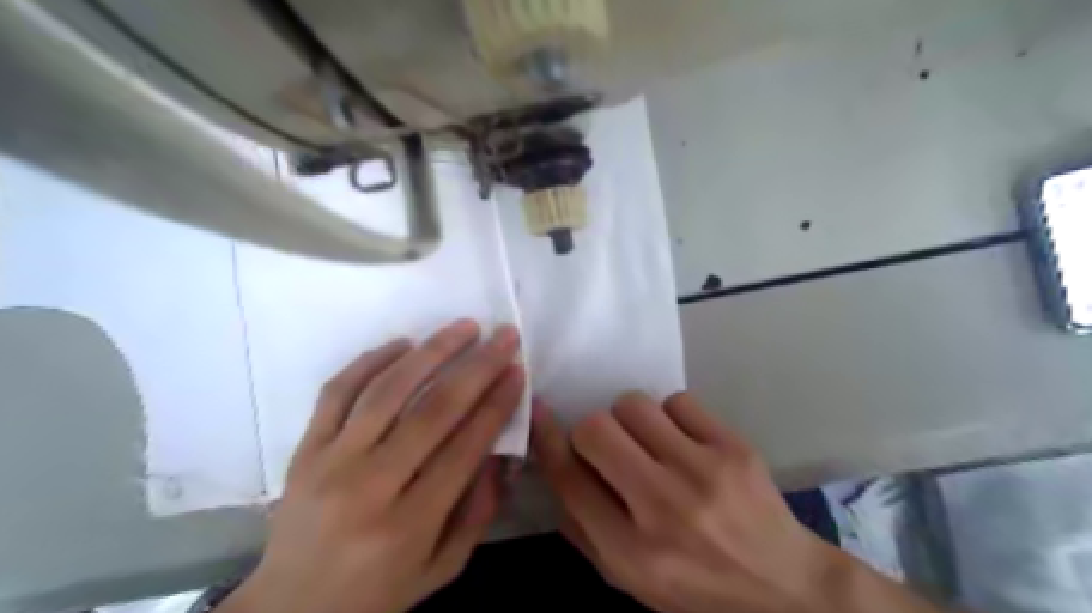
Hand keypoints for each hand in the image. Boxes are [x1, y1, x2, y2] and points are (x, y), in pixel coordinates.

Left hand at [219, 320, 524, 612]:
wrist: (289, 610)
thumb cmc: (375, 592)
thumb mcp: (441, 569)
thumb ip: (478, 513)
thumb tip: (500, 453)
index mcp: (408, 526)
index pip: (464, 449)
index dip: (496, 405)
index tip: (517, 371)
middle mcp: (368, 487)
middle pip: (432, 412)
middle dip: (476, 368)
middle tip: (503, 336)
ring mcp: (329, 462)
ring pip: (387, 392)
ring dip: (431, 352)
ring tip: (463, 327)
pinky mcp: (304, 448)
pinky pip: (338, 392)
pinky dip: (371, 360)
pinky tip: (404, 343)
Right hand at [535, 392, 944, 612]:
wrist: (786, 588)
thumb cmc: (697, 588)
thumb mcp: (629, 580)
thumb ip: (582, 529)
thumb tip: (553, 465)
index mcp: (631, 552)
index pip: (569, 479)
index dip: (547, 440)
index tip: (539, 413)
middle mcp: (662, 508)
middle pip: (596, 429)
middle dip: (591, 431)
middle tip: (610, 447)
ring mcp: (702, 472)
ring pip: (634, 405)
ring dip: (629, 420)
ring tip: (649, 443)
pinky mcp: (734, 446)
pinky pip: (677, 401)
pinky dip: (670, 417)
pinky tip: (683, 442)